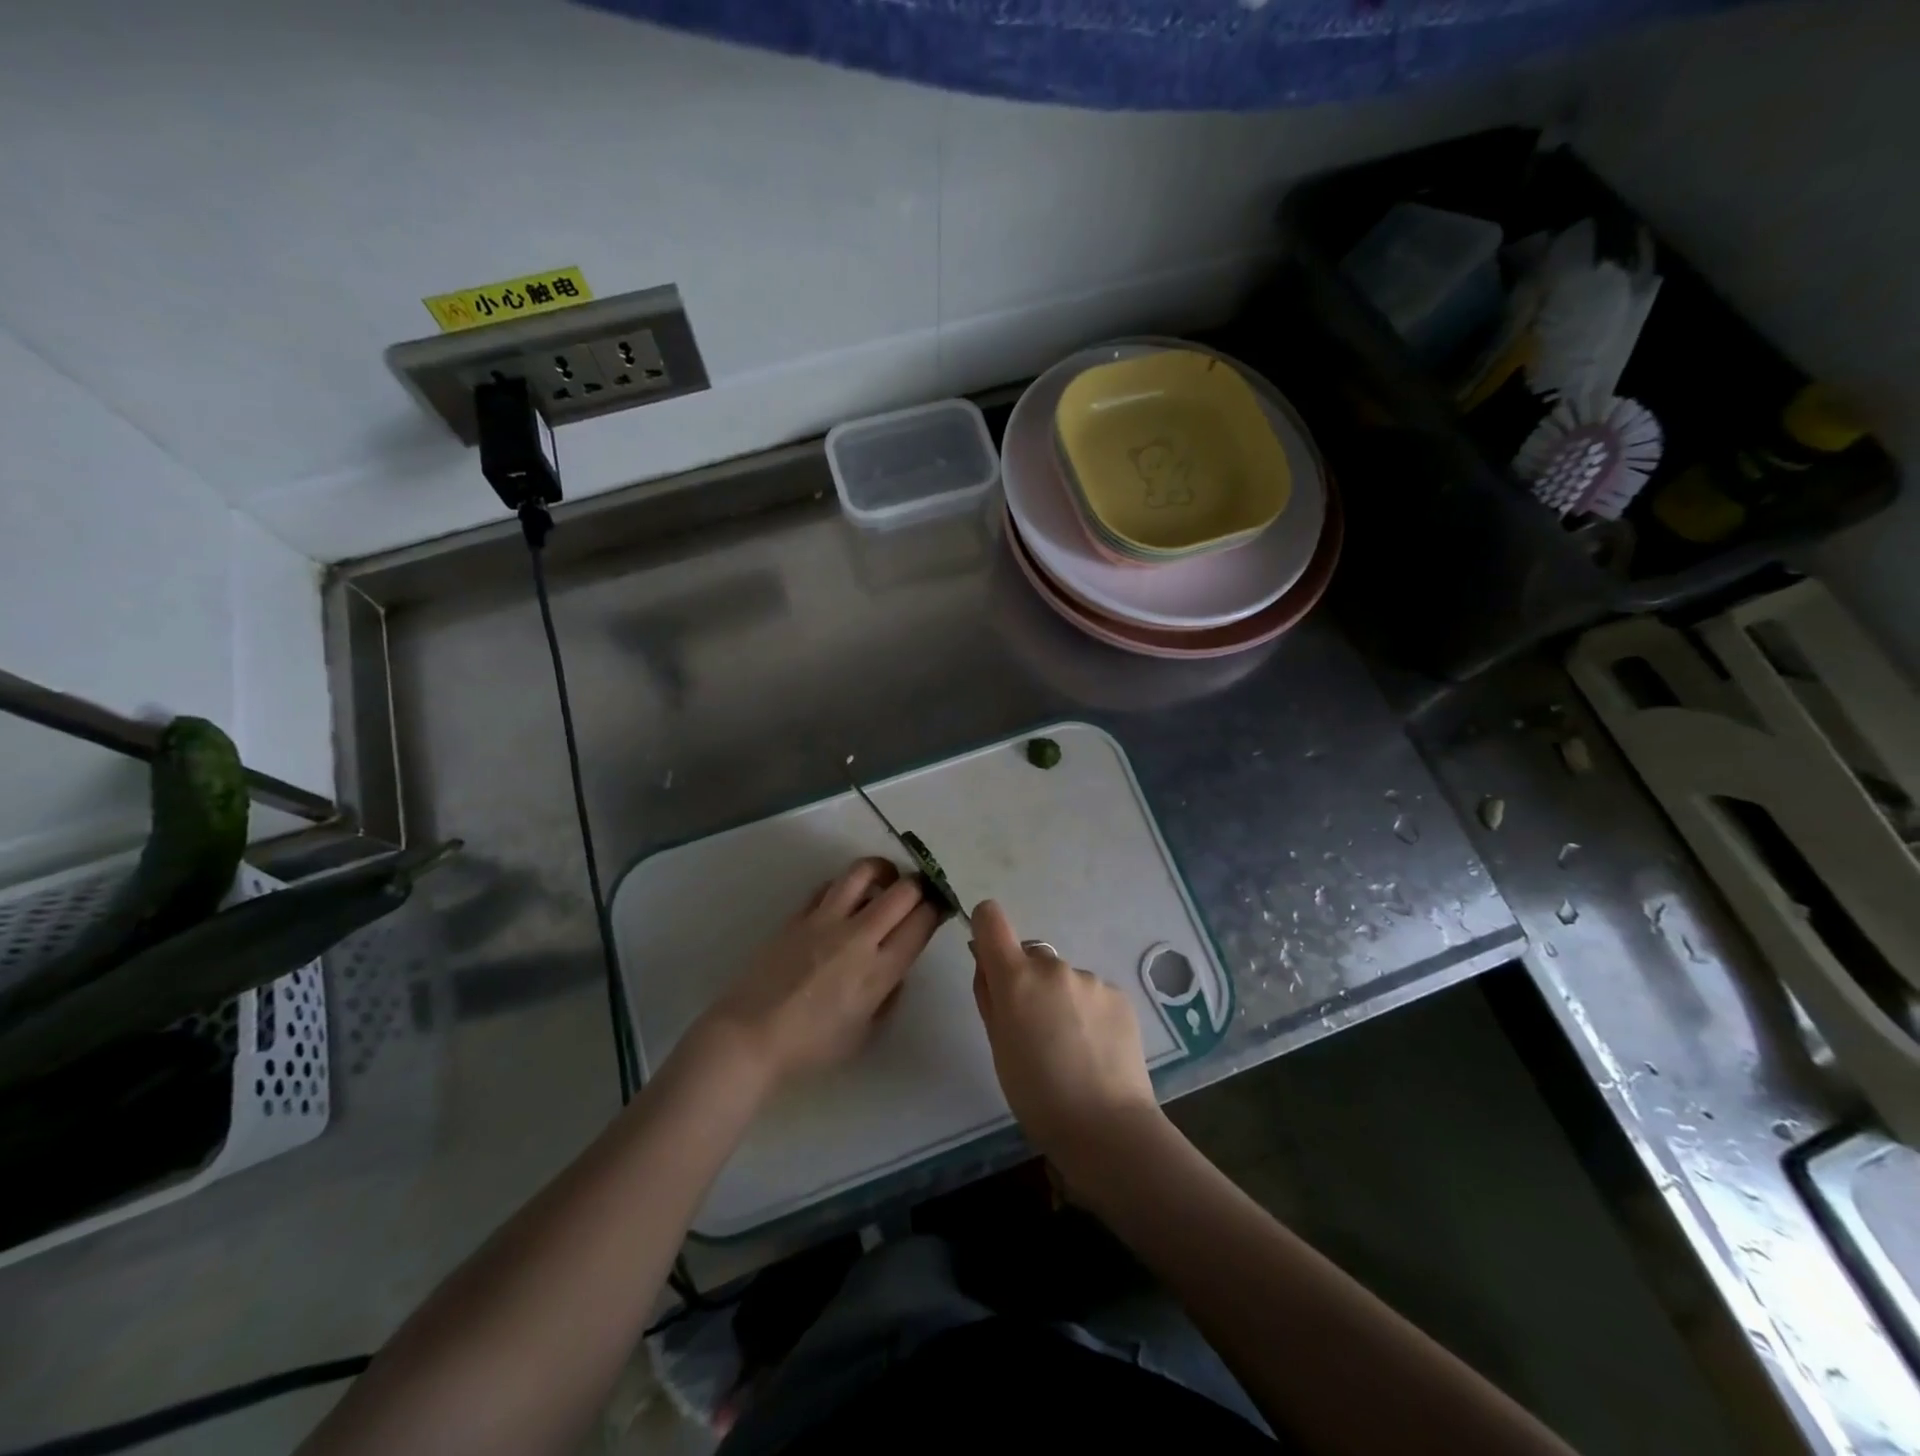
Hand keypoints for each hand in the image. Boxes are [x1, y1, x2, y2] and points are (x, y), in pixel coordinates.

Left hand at [694, 857, 943, 1090]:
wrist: (750, 1037)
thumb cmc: (811, 1047)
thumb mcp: (865, 1033)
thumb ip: (888, 995)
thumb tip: (896, 967)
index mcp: (880, 971)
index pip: (922, 922)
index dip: (937, 909)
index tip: (939, 908)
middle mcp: (858, 937)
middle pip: (903, 890)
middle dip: (919, 886)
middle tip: (918, 893)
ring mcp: (825, 920)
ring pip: (863, 872)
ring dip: (884, 870)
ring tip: (887, 879)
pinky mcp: (798, 915)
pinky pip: (830, 885)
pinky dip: (846, 885)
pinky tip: (846, 898)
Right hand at [969, 900, 1161, 1166]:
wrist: (1106, 1127)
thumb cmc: (1036, 1094)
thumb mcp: (997, 1045)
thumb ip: (989, 995)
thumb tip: (985, 961)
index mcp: (1016, 977)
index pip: (991, 918)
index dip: (986, 930)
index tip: (989, 959)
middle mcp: (1053, 966)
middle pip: (1030, 955)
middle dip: (1027, 980)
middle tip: (1034, 1028)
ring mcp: (1090, 979)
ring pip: (1063, 978)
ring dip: (1060, 998)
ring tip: (1070, 1047)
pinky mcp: (1119, 995)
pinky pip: (1092, 993)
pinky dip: (1088, 1012)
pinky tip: (1094, 1049)